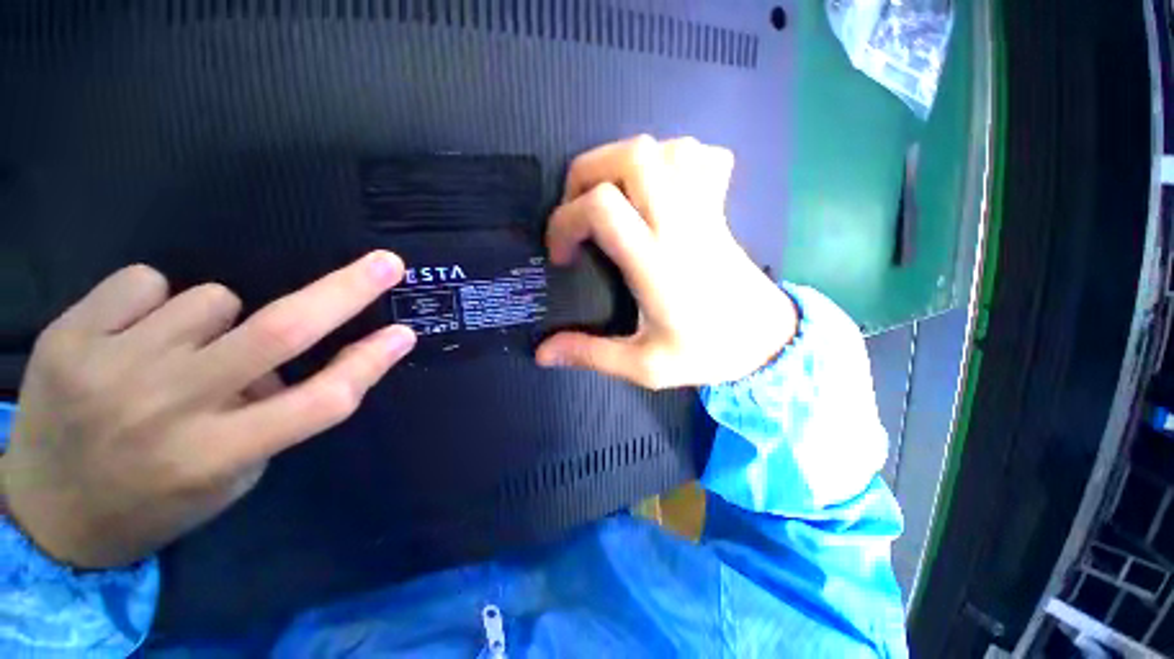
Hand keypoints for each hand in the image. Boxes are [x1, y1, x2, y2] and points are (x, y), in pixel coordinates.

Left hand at [0, 252, 415, 567]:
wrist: (44, 513)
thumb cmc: (154, 501)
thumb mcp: (233, 476)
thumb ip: (273, 415)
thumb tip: (292, 356)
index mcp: (219, 454)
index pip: (319, 401)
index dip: (368, 363)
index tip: (402, 334)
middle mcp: (170, 408)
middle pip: (280, 332)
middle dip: (345, 290)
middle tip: (386, 263)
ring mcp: (113, 368)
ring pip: (211, 300)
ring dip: (215, 323)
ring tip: (175, 357)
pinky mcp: (69, 337)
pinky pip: (148, 283)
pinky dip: (156, 305)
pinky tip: (133, 339)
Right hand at [536, 136, 795, 388]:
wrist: (767, 340)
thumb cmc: (708, 353)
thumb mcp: (645, 367)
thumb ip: (592, 356)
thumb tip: (544, 353)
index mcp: (657, 262)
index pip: (602, 207)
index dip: (565, 221)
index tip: (560, 254)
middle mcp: (680, 224)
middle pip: (632, 157)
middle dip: (586, 172)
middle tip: (576, 210)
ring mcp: (704, 209)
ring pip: (664, 148)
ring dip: (623, 161)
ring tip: (609, 196)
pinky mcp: (718, 207)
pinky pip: (699, 157)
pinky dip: (669, 158)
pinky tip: (656, 187)